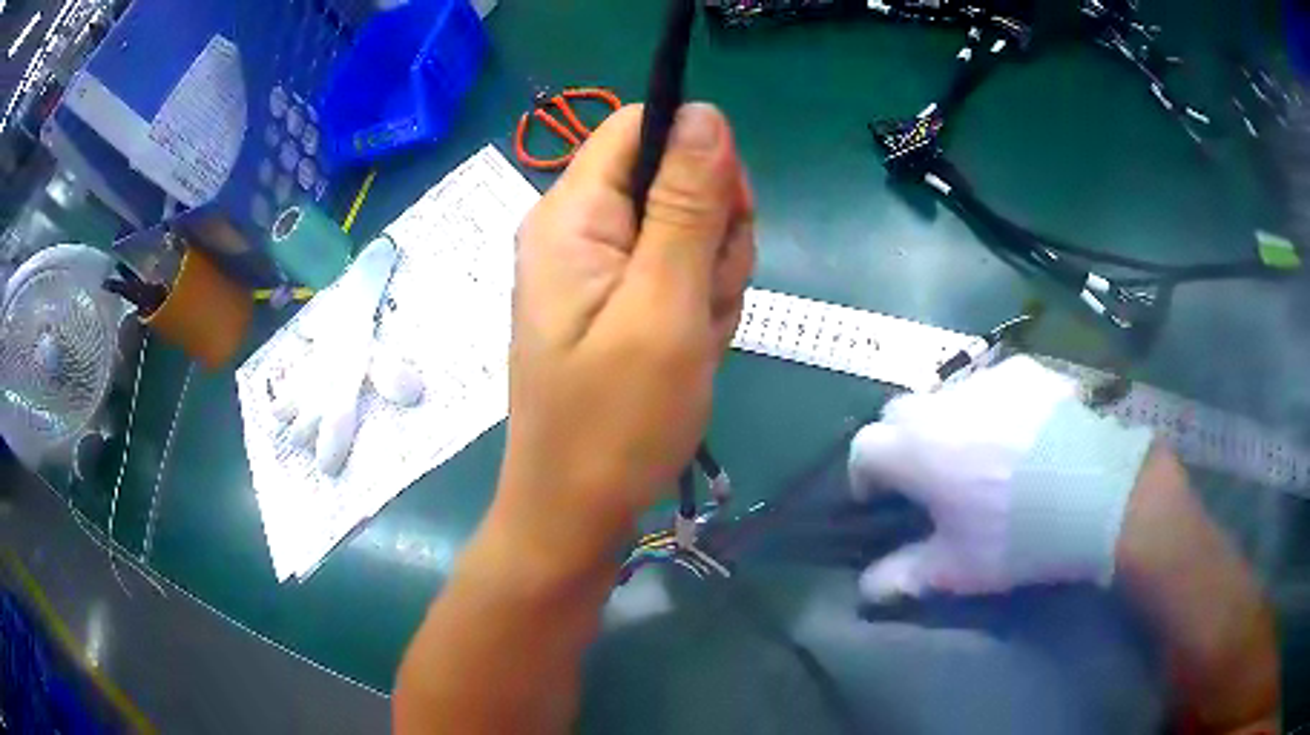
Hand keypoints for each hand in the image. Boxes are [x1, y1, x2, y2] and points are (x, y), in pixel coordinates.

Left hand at [494, 103, 754, 567]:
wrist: (577, 512)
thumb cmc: (616, 421)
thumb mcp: (664, 304)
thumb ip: (685, 202)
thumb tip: (704, 112)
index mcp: (572, 214)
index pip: (640, 127)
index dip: (696, 156)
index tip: (723, 219)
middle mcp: (578, 229)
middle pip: (672, 178)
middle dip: (711, 234)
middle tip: (704, 301)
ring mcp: (598, 269)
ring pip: (686, 230)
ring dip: (711, 280)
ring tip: (694, 339)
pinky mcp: (616, 302)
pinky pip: (678, 275)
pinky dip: (698, 308)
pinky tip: (689, 352)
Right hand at [848, 356, 1153, 600]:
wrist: (1095, 491)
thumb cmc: (1015, 534)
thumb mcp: (956, 568)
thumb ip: (903, 577)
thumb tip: (866, 591)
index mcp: (914, 449)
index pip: (863, 448)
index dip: (864, 476)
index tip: (881, 501)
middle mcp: (942, 402)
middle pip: (900, 413)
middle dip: (903, 443)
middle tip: (930, 479)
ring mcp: (988, 380)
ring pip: (948, 397)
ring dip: (949, 424)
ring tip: (982, 457)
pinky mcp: (1026, 372)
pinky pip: (994, 386)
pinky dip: (993, 408)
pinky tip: (1023, 436)